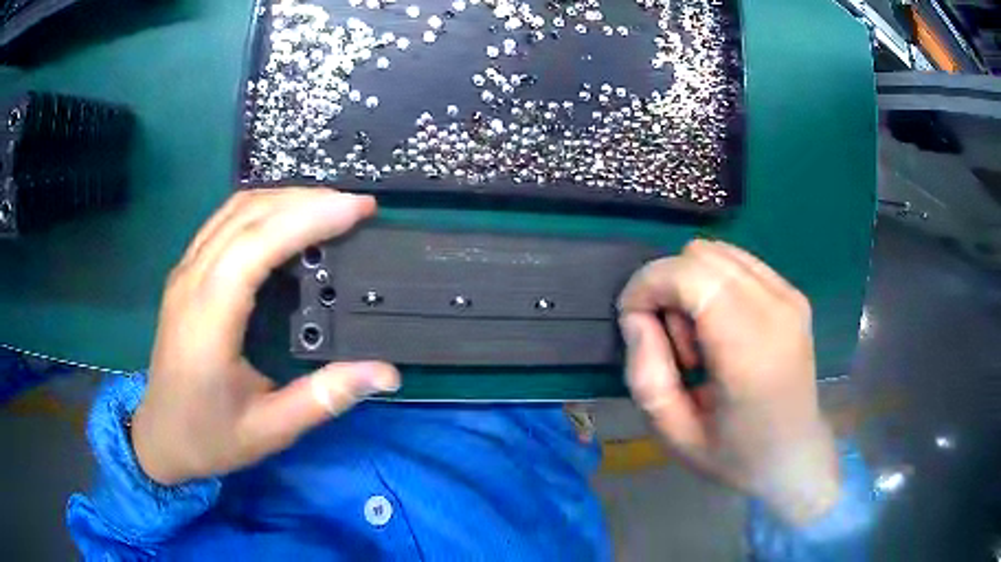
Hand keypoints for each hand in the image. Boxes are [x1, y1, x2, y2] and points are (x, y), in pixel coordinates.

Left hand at [132, 189, 400, 485]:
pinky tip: (286, 219)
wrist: (160, 436)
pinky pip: (224, 221)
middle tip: (356, 207)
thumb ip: (324, 398)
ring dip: (284, 198)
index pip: (257, 244)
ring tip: (329, 206)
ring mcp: (185, 272)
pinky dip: (262, 209)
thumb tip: (384, 372)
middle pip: (247, 214)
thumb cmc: (209, 437)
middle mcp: (192, 281)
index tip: (358, 210)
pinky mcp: (186, 273)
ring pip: (234, 210)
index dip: (309, 217)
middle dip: (306, 199)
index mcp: (208, 318)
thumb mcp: (270, 429)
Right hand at [618, 239, 839, 524]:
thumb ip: (645, 373)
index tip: (632, 320)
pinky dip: (714, 282)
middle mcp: (776, 309)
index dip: (649, 284)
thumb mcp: (673, 433)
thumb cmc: (733, 455)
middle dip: (668, 285)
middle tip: (672, 340)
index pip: (690, 275)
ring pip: (717, 251)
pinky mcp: (793, 293)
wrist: (794, 456)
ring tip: (699, 336)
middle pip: (700, 255)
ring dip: (691, 283)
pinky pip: (738, 262)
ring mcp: (789, 296)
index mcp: (749, 350)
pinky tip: (720, 324)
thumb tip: (636, 317)